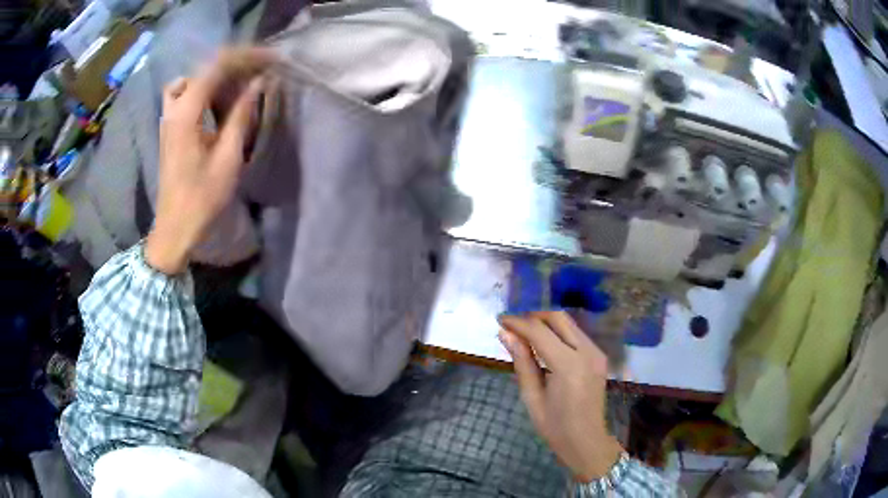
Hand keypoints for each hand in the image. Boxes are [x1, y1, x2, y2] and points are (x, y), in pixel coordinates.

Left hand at [145, 47, 274, 273]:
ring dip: (217, 78)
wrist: (174, 228)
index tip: (270, 59)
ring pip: (193, 80)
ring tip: (239, 87)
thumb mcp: (227, 157)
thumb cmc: (201, 198)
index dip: (245, 57)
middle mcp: (174, 109)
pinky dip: (205, 91)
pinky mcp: (170, 129)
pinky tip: (219, 104)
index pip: (216, 67)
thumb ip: (241, 115)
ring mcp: (169, 119)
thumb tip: (257, 83)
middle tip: (260, 73)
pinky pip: (186, 96)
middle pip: (204, 69)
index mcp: (186, 113)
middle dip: (234, 65)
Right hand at [498, 311, 622, 481]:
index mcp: (568, 365)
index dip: (517, 323)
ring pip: (569, 323)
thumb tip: (505, 334)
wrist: (586, 440)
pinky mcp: (599, 355)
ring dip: (546, 323)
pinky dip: (558, 332)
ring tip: (524, 333)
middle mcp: (587, 351)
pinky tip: (544, 343)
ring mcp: (596, 352)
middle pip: (558, 318)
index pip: (539, 331)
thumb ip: (521, 361)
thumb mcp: (532, 396)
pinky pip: (577, 334)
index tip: (499, 320)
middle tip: (512, 326)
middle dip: (533, 317)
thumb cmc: (555, 425)